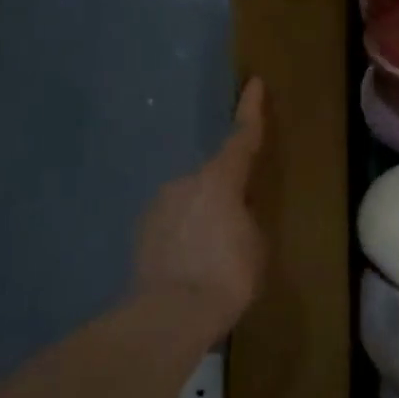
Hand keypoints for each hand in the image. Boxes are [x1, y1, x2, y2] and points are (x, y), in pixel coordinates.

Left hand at [130, 79, 266, 342]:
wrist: (170, 314)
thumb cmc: (228, 274)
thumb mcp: (256, 242)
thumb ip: (246, 217)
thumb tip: (235, 214)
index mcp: (221, 180)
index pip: (241, 137)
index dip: (250, 110)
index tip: (252, 83)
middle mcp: (185, 183)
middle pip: (215, 177)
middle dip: (228, 193)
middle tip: (241, 224)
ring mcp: (159, 206)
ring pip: (192, 202)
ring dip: (205, 218)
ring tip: (215, 254)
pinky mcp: (142, 232)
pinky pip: (174, 223)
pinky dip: (186, 235)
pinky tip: (193, 264)